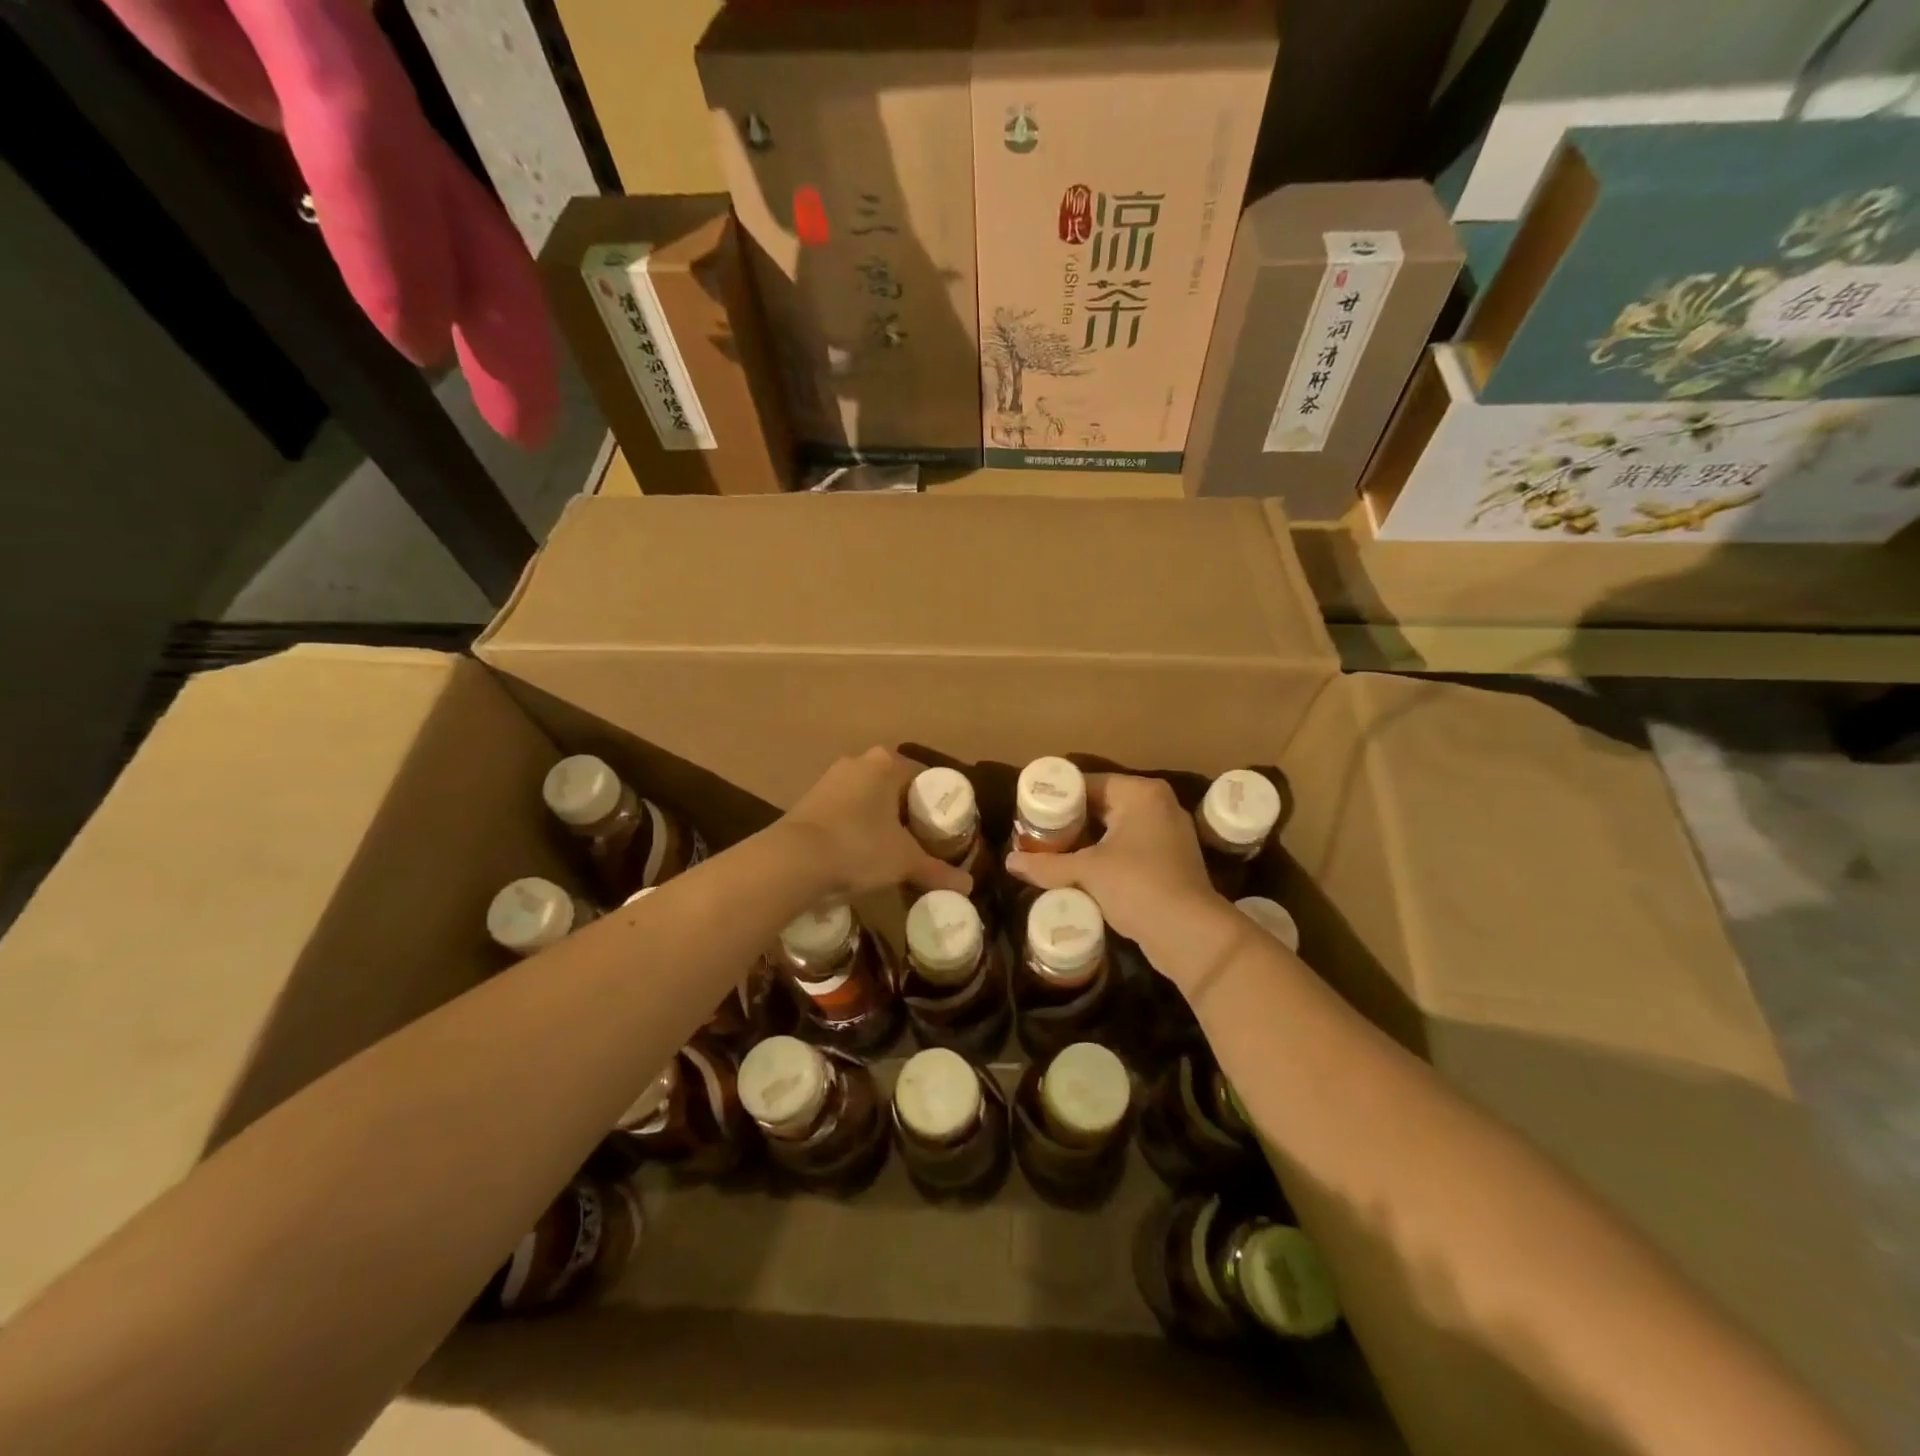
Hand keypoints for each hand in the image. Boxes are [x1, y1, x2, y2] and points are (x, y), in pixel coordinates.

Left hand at [781, 749, 972, 896]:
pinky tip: (860, 853)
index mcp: (886, 763)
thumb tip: (969, 887)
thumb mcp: (904, 861)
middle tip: (922, 842)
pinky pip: (845, 811)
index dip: (937, 804)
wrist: (792, 860)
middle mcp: (858, 762)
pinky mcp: (808, 801)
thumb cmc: (859, 847)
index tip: (943, 830)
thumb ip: (937, 871)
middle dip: (908, 813)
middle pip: (895, 787)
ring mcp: (829, 780)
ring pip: (868, 798)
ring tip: (892, 851)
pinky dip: (856, 827)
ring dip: (880, 820)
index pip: (924, 778)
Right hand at [1006, 774, 1241, 989]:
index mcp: (1140, 793)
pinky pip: (1129, 849)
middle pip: (1102, 805)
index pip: (1088, 783)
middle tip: (1035, 834)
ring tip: (1051, 853)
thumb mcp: (1086, 871)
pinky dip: (1105, 857)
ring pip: (1115, 829)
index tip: (1030, 812)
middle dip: (1070, 822)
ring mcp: (1169, 833)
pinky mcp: (1171, 861)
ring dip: (1086, 842)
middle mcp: (1158, 805)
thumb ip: (1046, 864)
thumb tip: (1009, 862)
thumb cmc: (1136, 885)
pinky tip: (1080, 873)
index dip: (1057, 797)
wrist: (1189, 934)